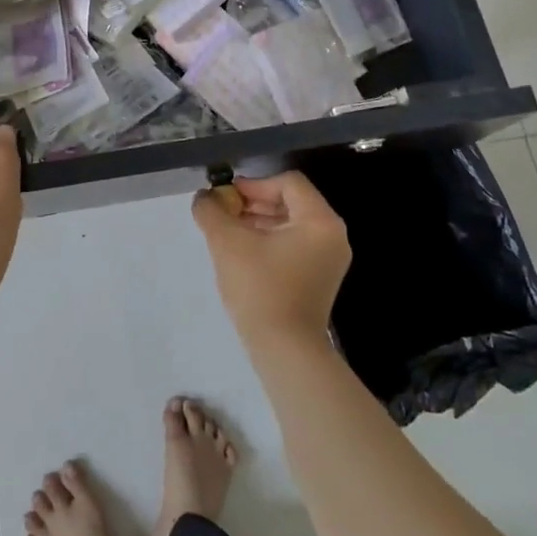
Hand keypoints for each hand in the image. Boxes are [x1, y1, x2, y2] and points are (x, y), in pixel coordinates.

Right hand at [191, 171, 350, 348]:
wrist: (284, 352)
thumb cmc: (260, 289)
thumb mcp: (227, 242)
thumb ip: (211, 210)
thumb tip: (204, 197)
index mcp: (320, 221)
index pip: (287, 182)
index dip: (253, 184)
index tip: (226, 198)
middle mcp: (332, 236)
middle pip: (290, 201)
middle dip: (253, 203)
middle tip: (223, 213)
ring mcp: (328, 259)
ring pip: (290, 224)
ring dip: (257, 222)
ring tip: (227, 232)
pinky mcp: (319, 279)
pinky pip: (293, 245)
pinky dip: (268, 241)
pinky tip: (242, 253)